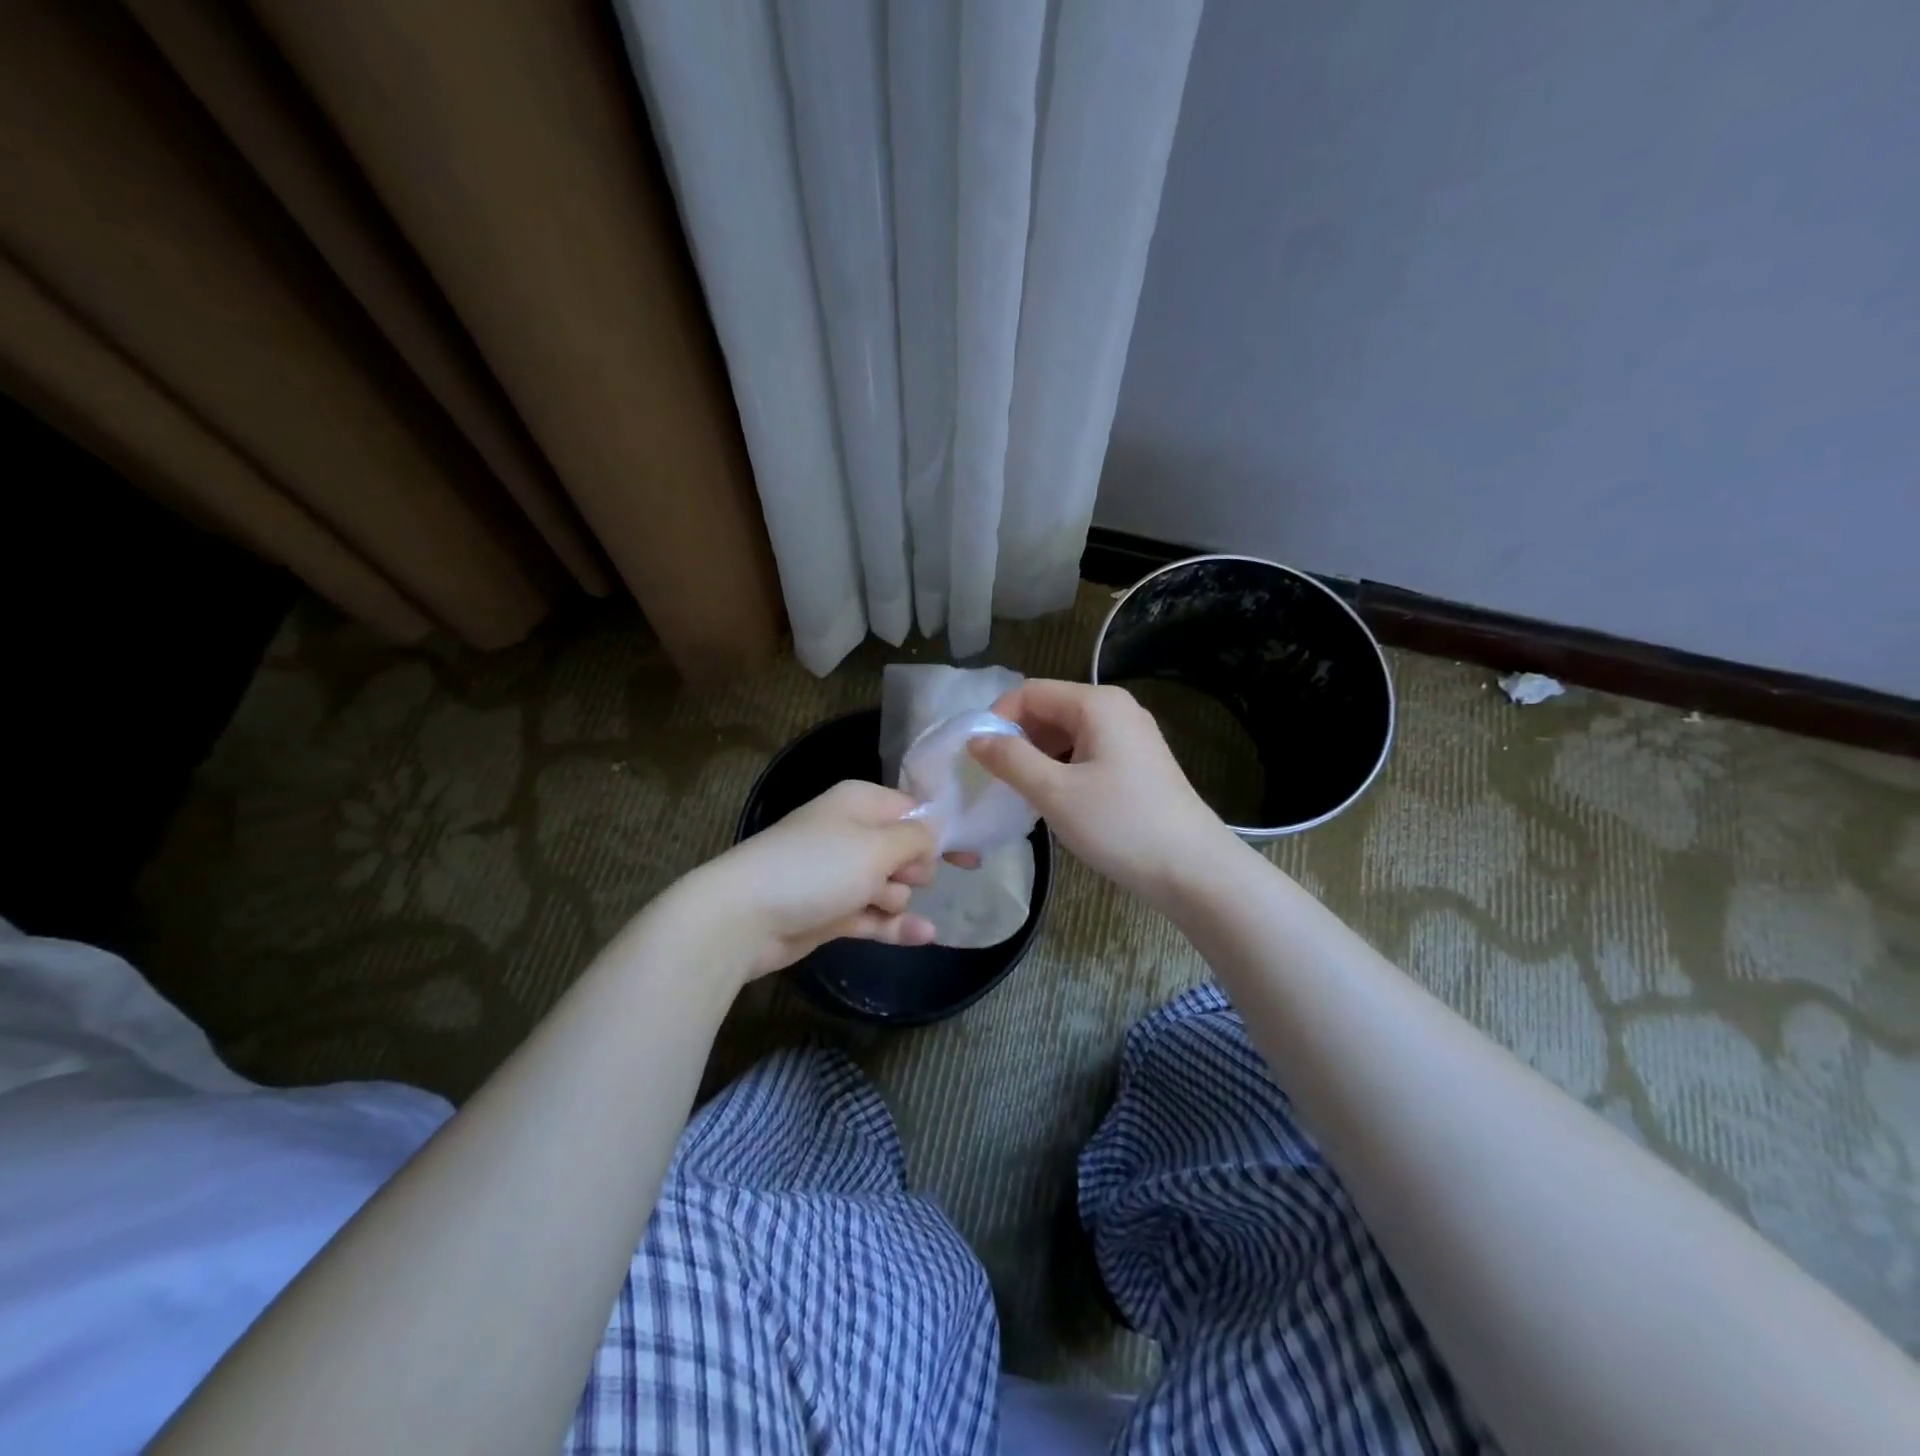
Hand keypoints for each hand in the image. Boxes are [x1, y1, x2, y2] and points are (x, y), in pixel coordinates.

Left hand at [671, 780, 937, 982]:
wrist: (744, 916)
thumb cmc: (816, 868)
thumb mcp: (876, 846)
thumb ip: (915, 839)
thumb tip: (935, 835)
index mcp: (860, 803)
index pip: (912, 810)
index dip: (942, 831)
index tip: (971, 853)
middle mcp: (851, 834)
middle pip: (904, 850)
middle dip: (914, 868)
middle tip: (905, 879)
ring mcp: (840, 876)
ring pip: (890, 887)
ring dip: (895, 898)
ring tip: (876, 901)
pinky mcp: (832, 912)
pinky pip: (875, 916)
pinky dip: (895, 925)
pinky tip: (925, 936)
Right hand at [968, 680, 1237, 906]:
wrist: (1194, 870)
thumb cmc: (1121, 825)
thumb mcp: (1055, 793)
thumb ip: (1011, 760)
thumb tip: (975, 739)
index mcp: (1097, 703)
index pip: (1029, 692)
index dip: (997, 719)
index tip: (978, 758)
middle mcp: (1116, 708)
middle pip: (1049, 709)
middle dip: (1017, 738)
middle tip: (996, 779)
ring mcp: (1131, 735)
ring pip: (1067, 733)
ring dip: (1037, 756)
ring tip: (1020, 792)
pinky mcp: (1137, 762)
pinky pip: (1086, 751)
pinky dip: (1061, 767)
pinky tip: (1053, 799)